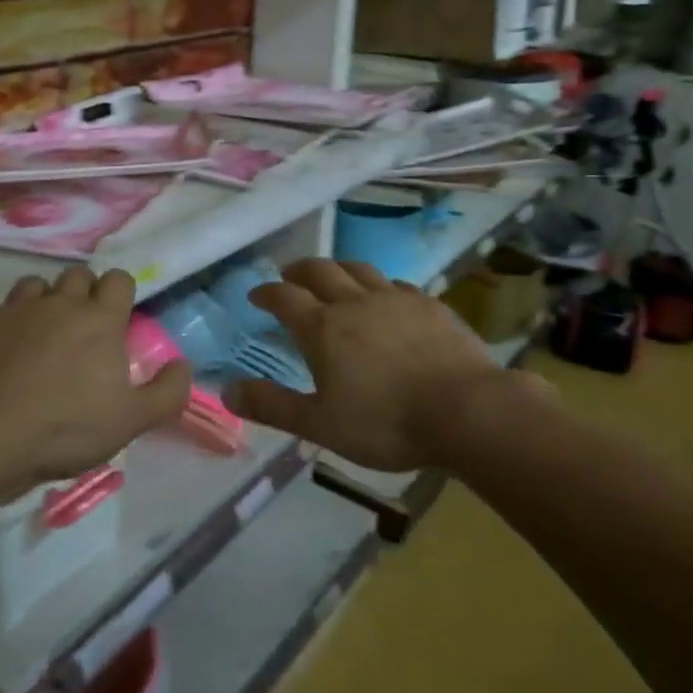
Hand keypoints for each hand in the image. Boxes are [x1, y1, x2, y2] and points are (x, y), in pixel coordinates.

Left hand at [0, 269, 191, 498]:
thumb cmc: (64, 426)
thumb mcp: (130, 421)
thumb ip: (166, 392)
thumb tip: (184, 365)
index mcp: (100, 319)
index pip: (119, 280)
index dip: (119, 293)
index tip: (116, 316)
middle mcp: (60, 302)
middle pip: (76, 275)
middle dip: (81, 291)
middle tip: (79, 324)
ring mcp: (14, 308)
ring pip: (32, 284)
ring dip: (38, 300)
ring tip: (35, 330)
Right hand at [227, 259, 511, 471]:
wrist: (465, 409)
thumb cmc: (386, 422)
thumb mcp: (320, 424)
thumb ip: (273, 406)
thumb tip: (226, 390)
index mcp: (324, 328)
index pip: (285, 298)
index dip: (267, 293)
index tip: (256, 295)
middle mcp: (355, 302)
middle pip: (320, 271)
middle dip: (298, 270)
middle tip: (288, 275)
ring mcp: (395, 298)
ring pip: (358, 269)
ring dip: (338, 268)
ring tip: (331, 275)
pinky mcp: (428, 304)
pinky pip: (395, 284)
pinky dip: (378, 285)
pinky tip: (385, 296)